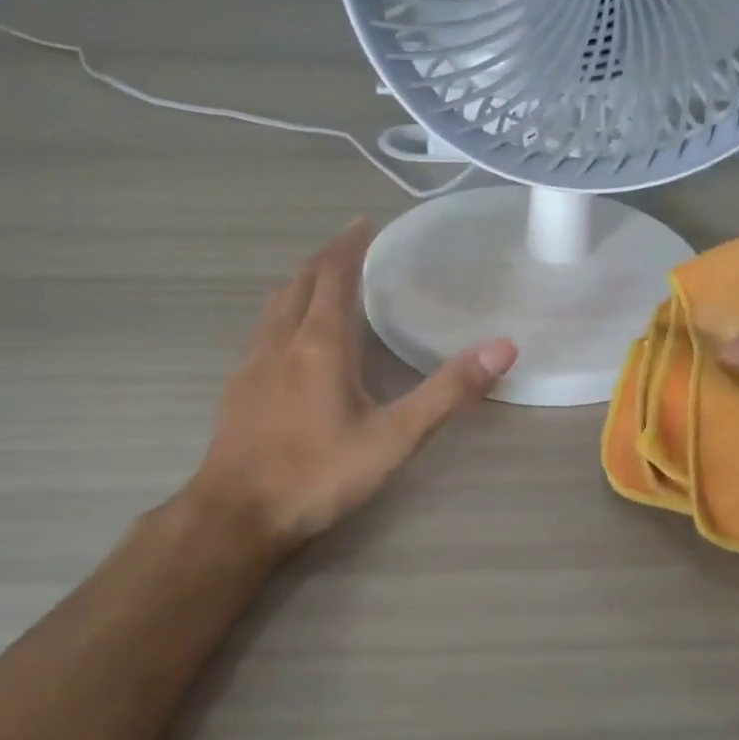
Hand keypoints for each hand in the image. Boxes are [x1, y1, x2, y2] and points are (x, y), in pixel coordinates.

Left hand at [189, 220, 516, 552]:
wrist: (236, 516)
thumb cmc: (318, 474)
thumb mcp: (394, 438)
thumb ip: (447, 393)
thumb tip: (502, 347)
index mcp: (320, 342)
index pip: (333, 275)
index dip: (350, 245)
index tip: (366, 223)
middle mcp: (281, 340)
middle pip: (300, 281)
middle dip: (325, 256)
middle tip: (351, 242)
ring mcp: (252, 363)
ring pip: (276, 303)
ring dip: (301, 281)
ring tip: (322, 277)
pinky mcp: (237, 388)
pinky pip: (262, 329)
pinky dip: (283, 311)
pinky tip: (290, 336)